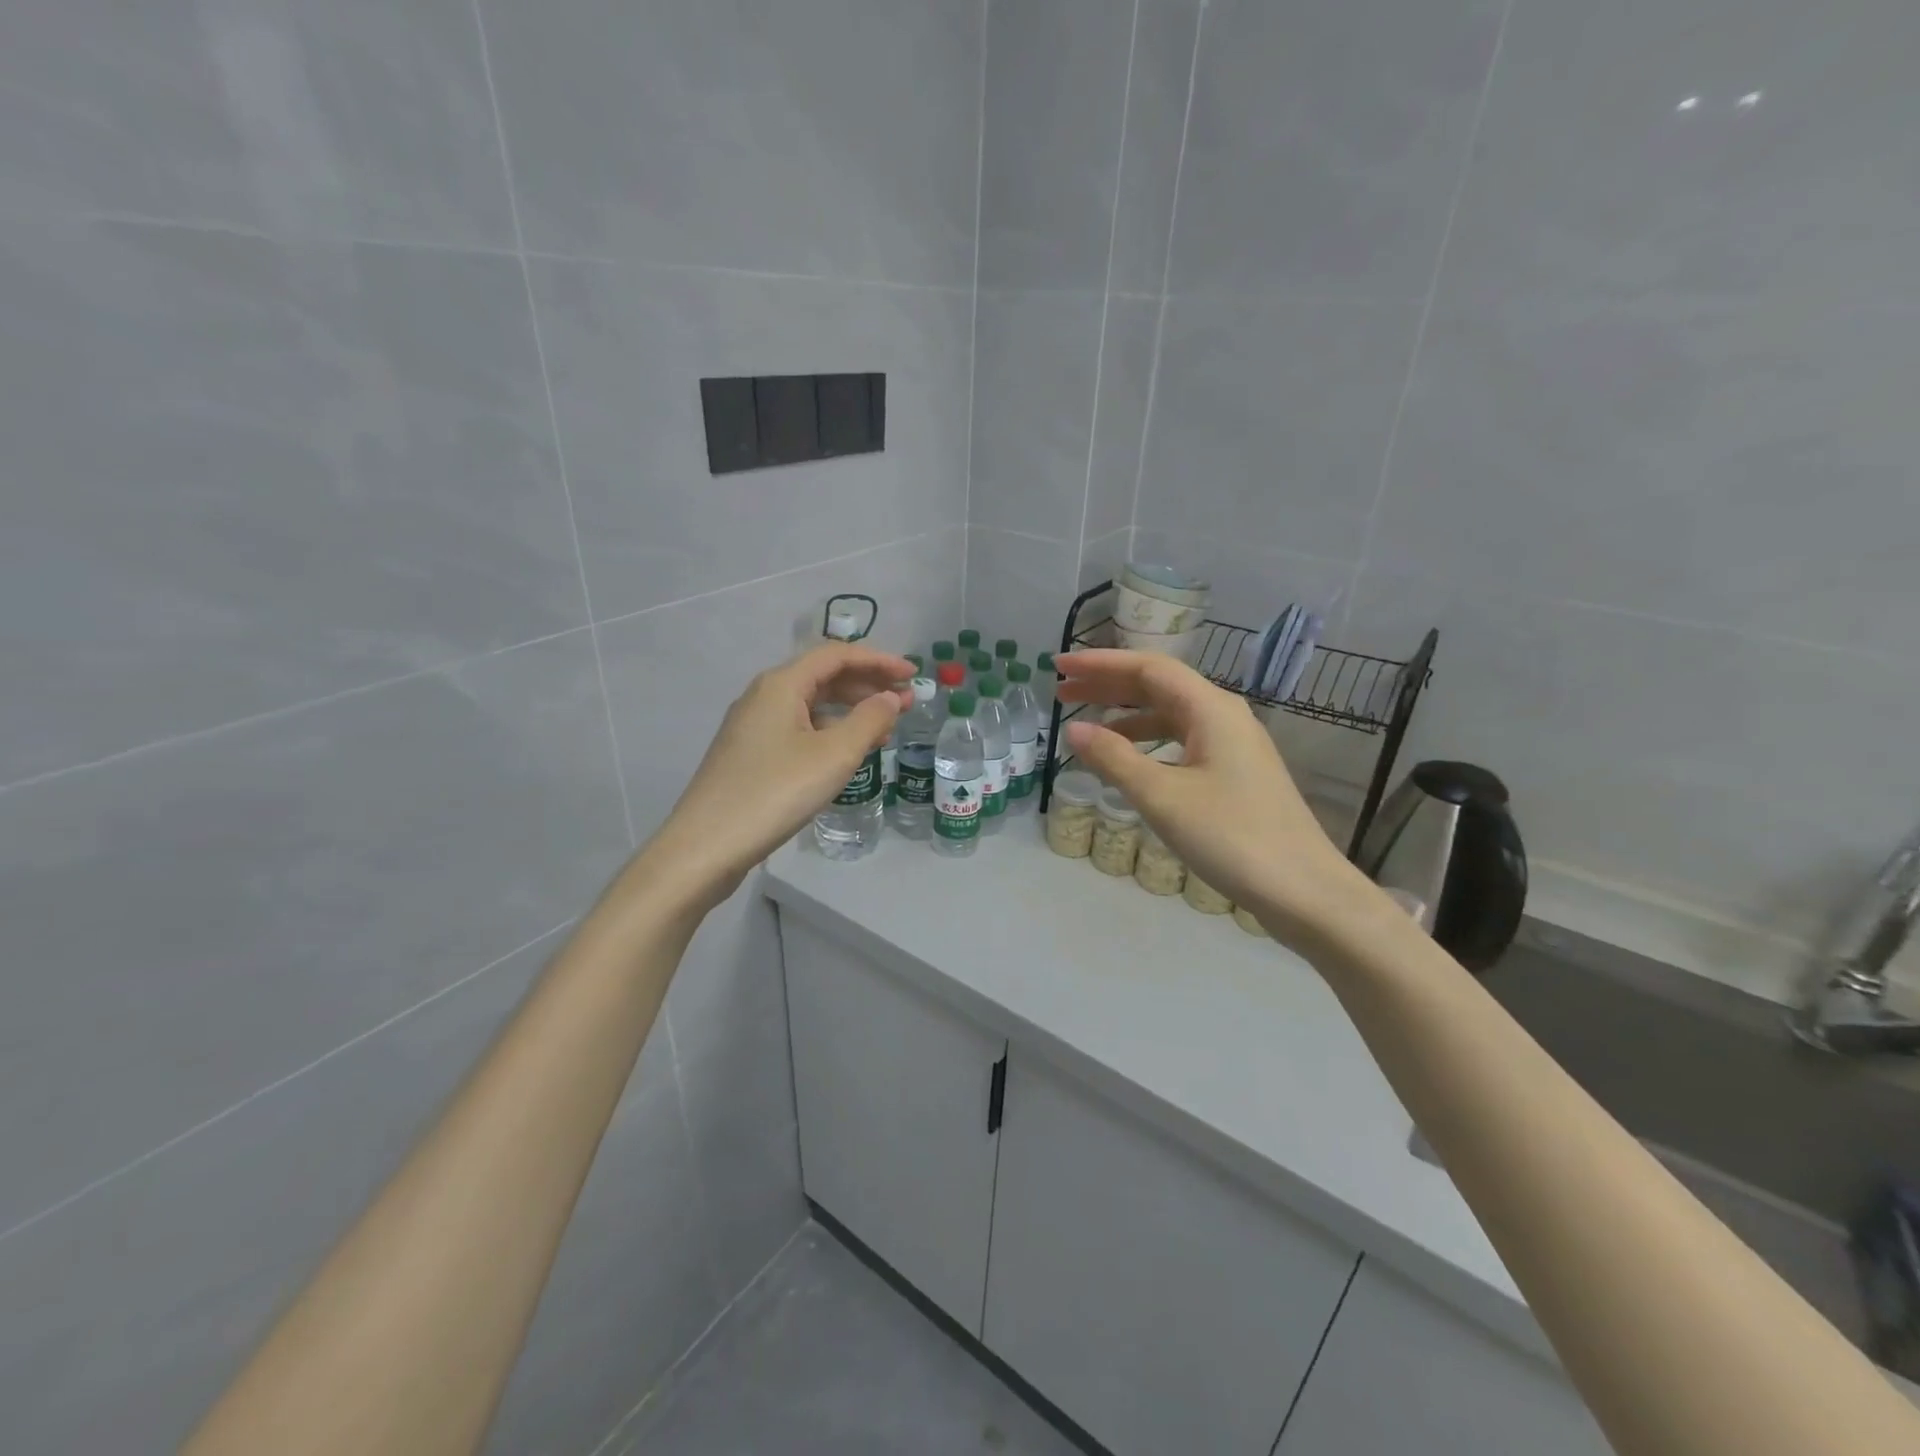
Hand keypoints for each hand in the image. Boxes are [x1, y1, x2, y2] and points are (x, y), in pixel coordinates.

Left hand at [651, 643, 913, 904]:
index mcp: (781, 684)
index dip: (879, 660)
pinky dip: (830, 732)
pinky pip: (799, 728)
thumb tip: (890, 698)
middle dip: (868, 685)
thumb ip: (869, 721)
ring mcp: (753, 725)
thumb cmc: (775, 792)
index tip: (913, 675)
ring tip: (885, 730)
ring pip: (811, 704)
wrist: (706, 846)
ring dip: (851, 710)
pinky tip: (847, 753)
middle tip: (905, 703)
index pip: (837, 655)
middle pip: (823, 676)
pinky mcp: (750, 753)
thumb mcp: (833, 756)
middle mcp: (764, 695)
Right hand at [1058, 650, 1377, 944]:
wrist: (1303, 890)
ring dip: (1126, 715)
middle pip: (1159, 686)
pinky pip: (1182, 741)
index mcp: (1211, 709)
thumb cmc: (1231, 836)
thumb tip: (1073, 730)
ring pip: (1170, 715)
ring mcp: (1233, 745)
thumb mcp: (1162, 796)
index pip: (1148, 667)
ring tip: (1085, 727)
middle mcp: (1224, 716)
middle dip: (1108, 686)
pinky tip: (1127, 760)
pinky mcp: (1235, 773)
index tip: (1058, 667)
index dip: (1100, 664)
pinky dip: (1147, 742)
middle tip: (1061, 692)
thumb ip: (1114, 758)